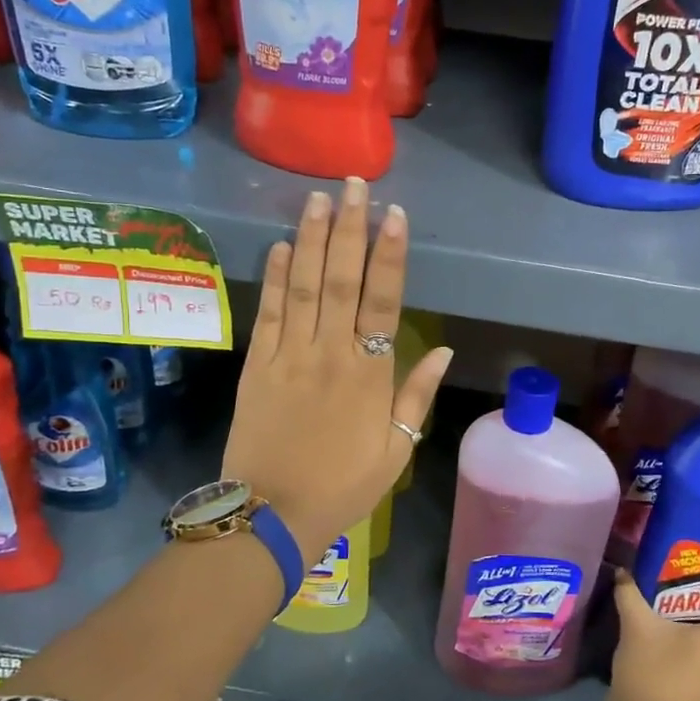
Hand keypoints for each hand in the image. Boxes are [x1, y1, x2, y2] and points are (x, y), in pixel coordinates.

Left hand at [221, 178, 452, 560]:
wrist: (272, 515)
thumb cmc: (343, 487)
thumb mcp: (396, 451)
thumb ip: (417, 396)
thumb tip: (443, 350)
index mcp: (369, 374)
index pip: (382, 300)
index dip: (389, 255)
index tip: (393, 215)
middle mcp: (329, 354)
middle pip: (340, 280)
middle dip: (348, 229)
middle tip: (353, 185)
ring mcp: (288, 356)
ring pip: (301, 287)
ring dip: (309, 240)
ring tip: (317, 199)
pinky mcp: (256, 366)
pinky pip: (267, 314)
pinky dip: (273, 278)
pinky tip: (278, 246)